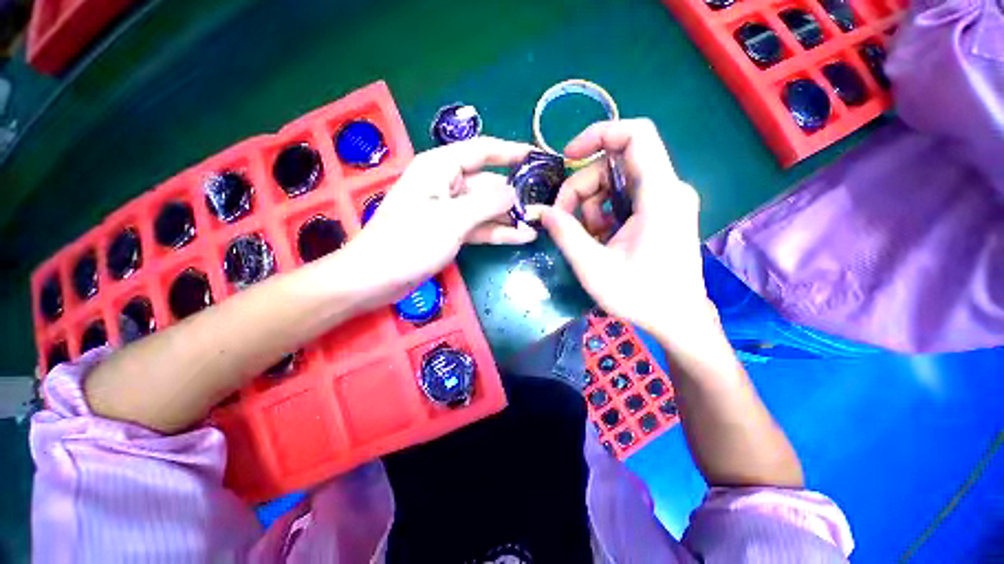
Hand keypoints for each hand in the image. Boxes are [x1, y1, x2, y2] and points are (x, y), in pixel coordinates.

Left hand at [337, 137, 537, 308]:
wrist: (378, 277)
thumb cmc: (410, 241)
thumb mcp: (453, 219)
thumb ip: (487, 203)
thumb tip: (513, 192)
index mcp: (440, 167)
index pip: (482, 150)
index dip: (510, 151)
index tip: (536, 157)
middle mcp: (447, 184)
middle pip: (487, 183)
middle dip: (513, 194)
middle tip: (544, 203)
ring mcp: (450, 210)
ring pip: (486, 208)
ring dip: (509, 217)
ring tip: (538, 224)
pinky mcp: (451, 231)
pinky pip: (479, 226)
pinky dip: (498, 231)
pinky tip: (522, 237)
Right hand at [532, 119, 712, 342]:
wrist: (679, 320)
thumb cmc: (641, 297)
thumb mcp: (594, 267)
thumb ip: (566, 234)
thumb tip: (543, 212)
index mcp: (659, 196)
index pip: (635, 135)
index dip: (598, 135)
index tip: (567, 157)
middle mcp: (668, 190)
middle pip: (615, 164)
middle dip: (581, 187)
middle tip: (562, 220)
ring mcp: (666, 202)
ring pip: (616, 183)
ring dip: (590, 206)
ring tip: (586, 238)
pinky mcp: (661, 214)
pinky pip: (624, 200)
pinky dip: (603, 215)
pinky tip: (600, 240)